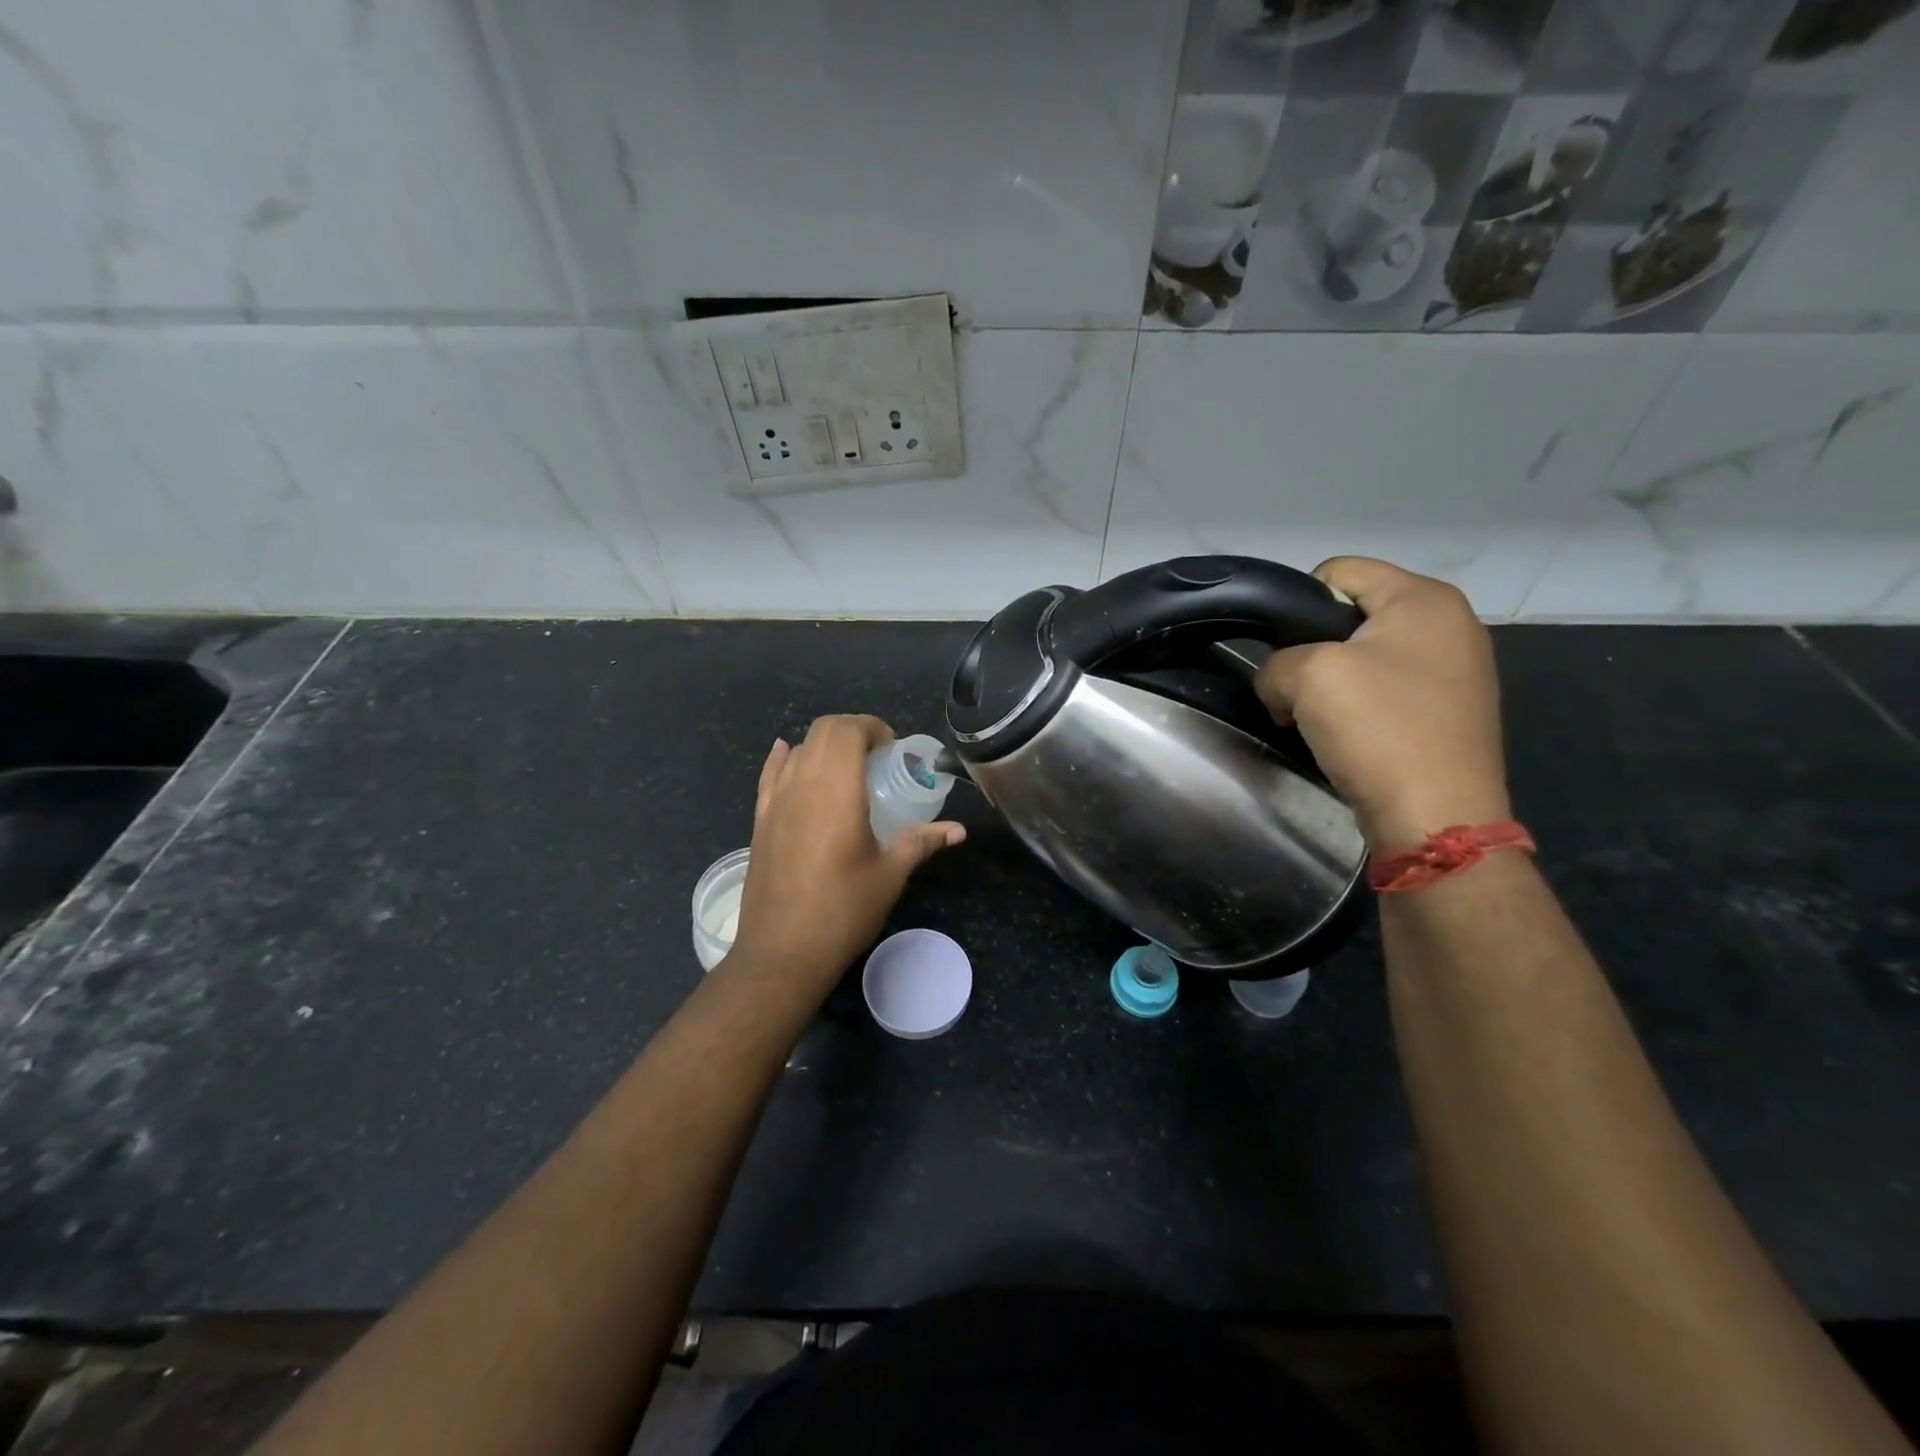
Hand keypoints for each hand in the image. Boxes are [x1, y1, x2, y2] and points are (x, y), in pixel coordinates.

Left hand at [730, 715, 964, 991]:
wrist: (782, 952)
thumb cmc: (843, 911)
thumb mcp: (890, 875)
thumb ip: (922, 842)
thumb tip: (958, 830)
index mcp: (837, 791)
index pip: (848, 730)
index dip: (872, 727)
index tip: (893, 748)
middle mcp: (802, 785)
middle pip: (822, 730)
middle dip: (852, 730)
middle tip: (877, 756)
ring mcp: (775, 802)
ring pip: (798, 749)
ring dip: (824, 745)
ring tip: (847, 768)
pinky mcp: (760, 820)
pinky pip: (770, 774)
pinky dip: (784, 758)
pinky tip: (790, 755)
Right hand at [1255, 557, 1509, 849]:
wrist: (1436, 817)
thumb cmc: (1378, 729)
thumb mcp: (1306, 676)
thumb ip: (1276, 662)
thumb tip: (1280, 684)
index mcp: (1425, 599)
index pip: (1340, 571)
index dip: (1297, 603)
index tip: (1282, 650)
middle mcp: (1451, 625)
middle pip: (1352, 616)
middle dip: (1313, 649)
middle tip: (1294, 690)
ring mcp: (1457, 673)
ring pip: (1365, 658)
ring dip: (1331, 684)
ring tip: (1316, 720)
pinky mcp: (1451, 714)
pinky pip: (1386, 692)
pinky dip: (1358, 709)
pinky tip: (1347, 738)